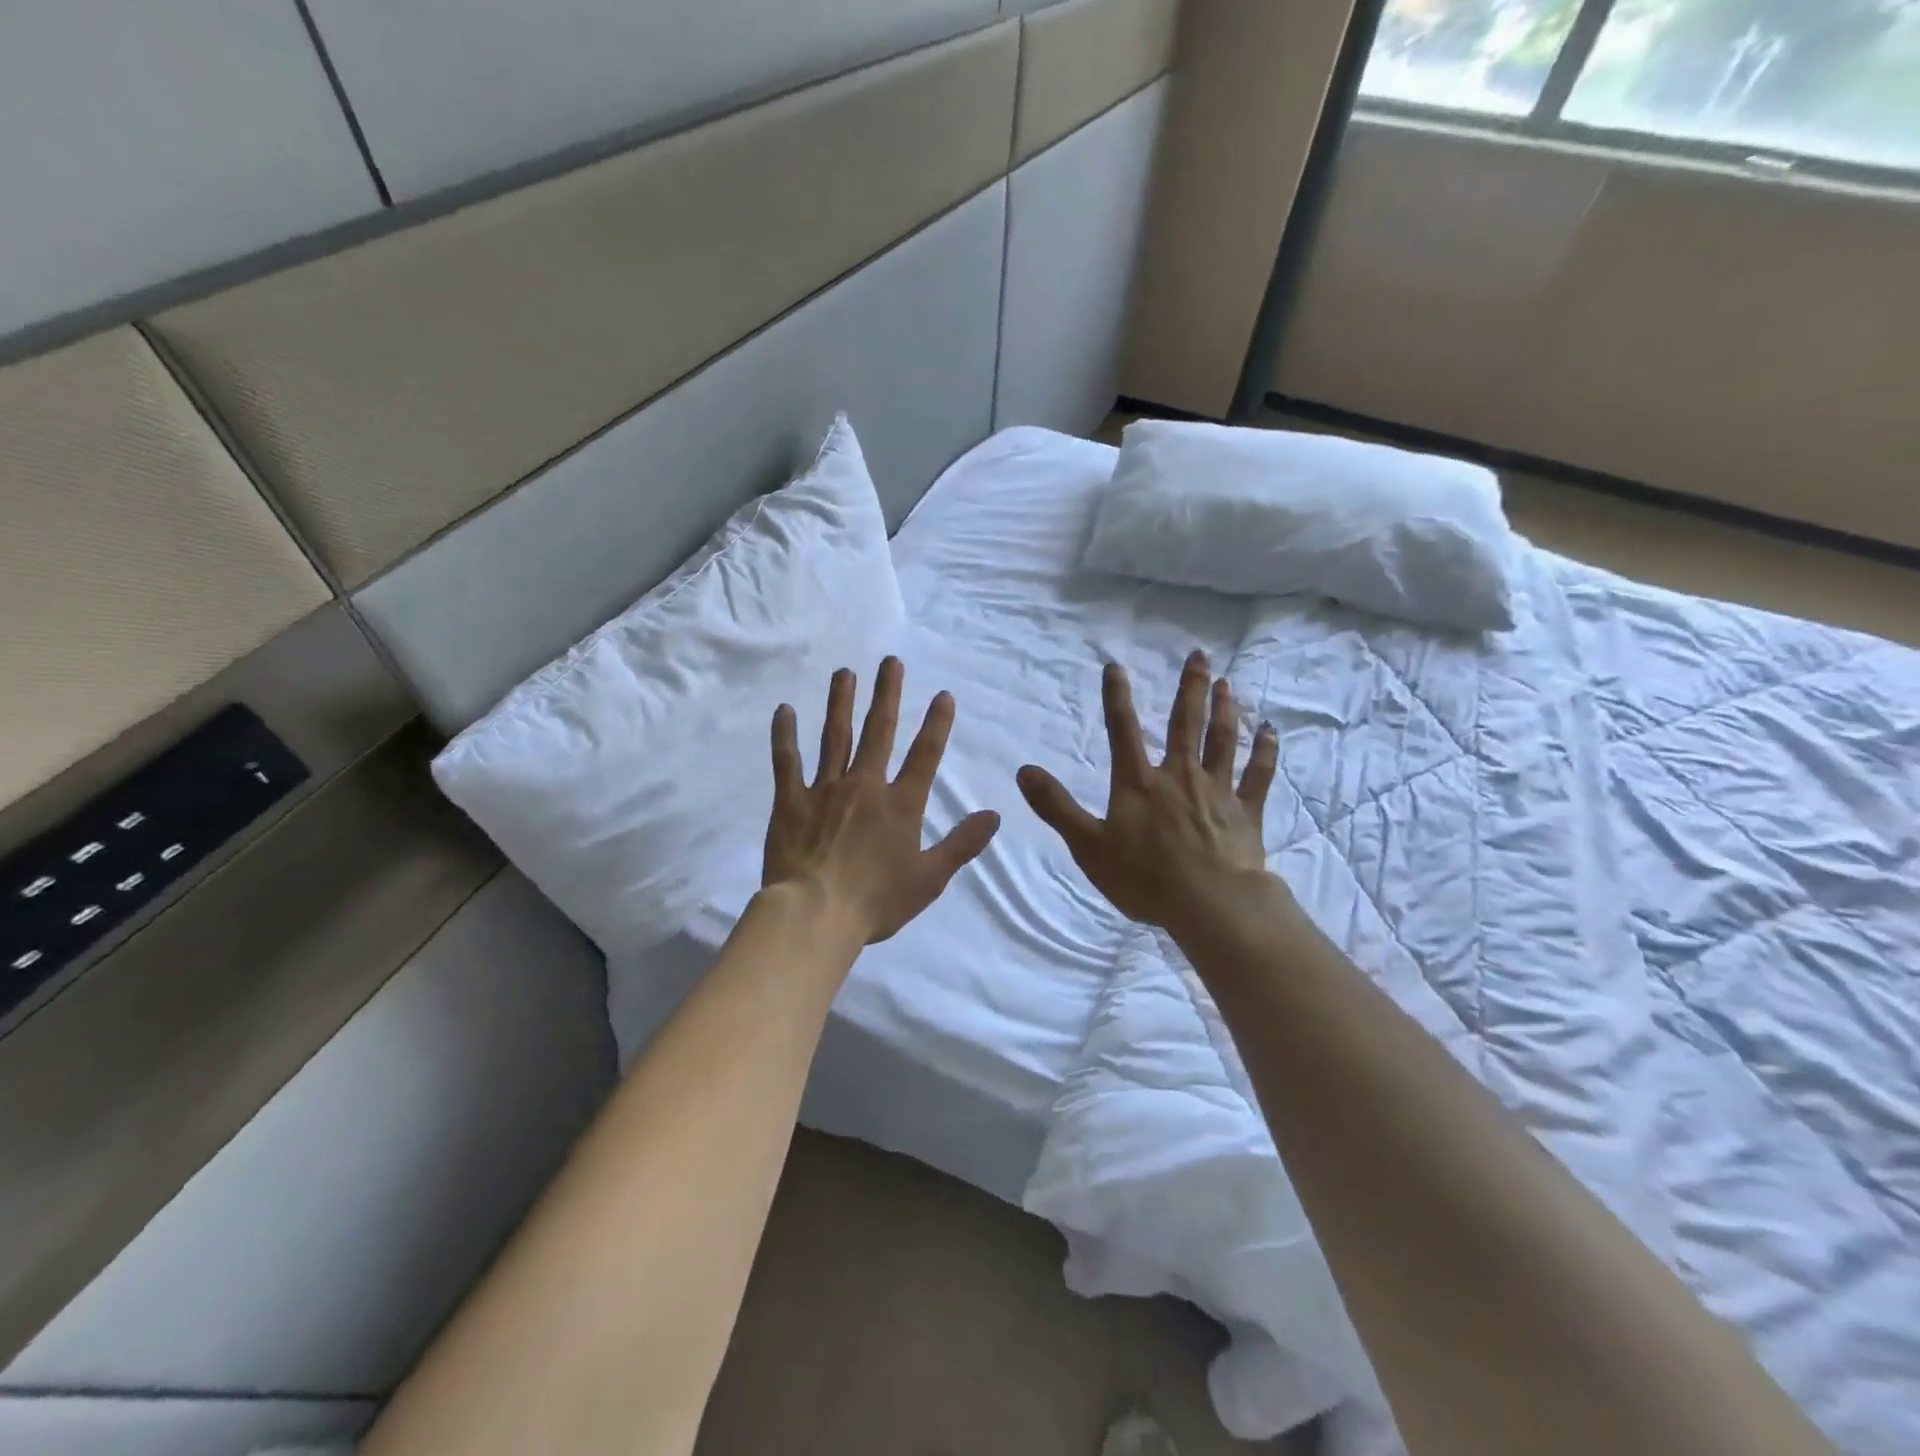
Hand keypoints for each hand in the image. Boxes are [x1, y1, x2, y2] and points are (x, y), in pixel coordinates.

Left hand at [764, 657, 1000, 945]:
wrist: (815, 915)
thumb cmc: (876, 902)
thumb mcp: (930, 878)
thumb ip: (962, 843)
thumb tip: (995, 814)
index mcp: (900, 805)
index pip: (924, 756)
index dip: (937, 724)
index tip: (943, 694)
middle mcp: (864, 786)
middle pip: (879, 732)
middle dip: (887, 695)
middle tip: (890, 661)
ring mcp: (825, 790)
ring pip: (835, 737)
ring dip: (841, 703)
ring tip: (844, 672)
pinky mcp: (790, 801)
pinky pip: (787, 762)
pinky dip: (785, 736)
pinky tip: (783, 710)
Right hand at [1017, 650, 1280, 936]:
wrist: (1210, 905)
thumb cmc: (1145, 877)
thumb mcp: (1088, 846)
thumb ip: (1057, 807)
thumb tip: (1024, 770)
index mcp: (1139, 782)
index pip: (1123, 730)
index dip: (1117, 697)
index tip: (1116, 666)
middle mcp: (1180, 776)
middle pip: (1185, 724)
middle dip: (1190, 688)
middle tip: (1200, 656)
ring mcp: (1217, 791)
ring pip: (1223, 741)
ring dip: (1225, 710)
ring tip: (1228, 684)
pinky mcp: (1246, 812)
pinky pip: (1258, 775)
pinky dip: (1265, 752)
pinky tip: (1271, 732)